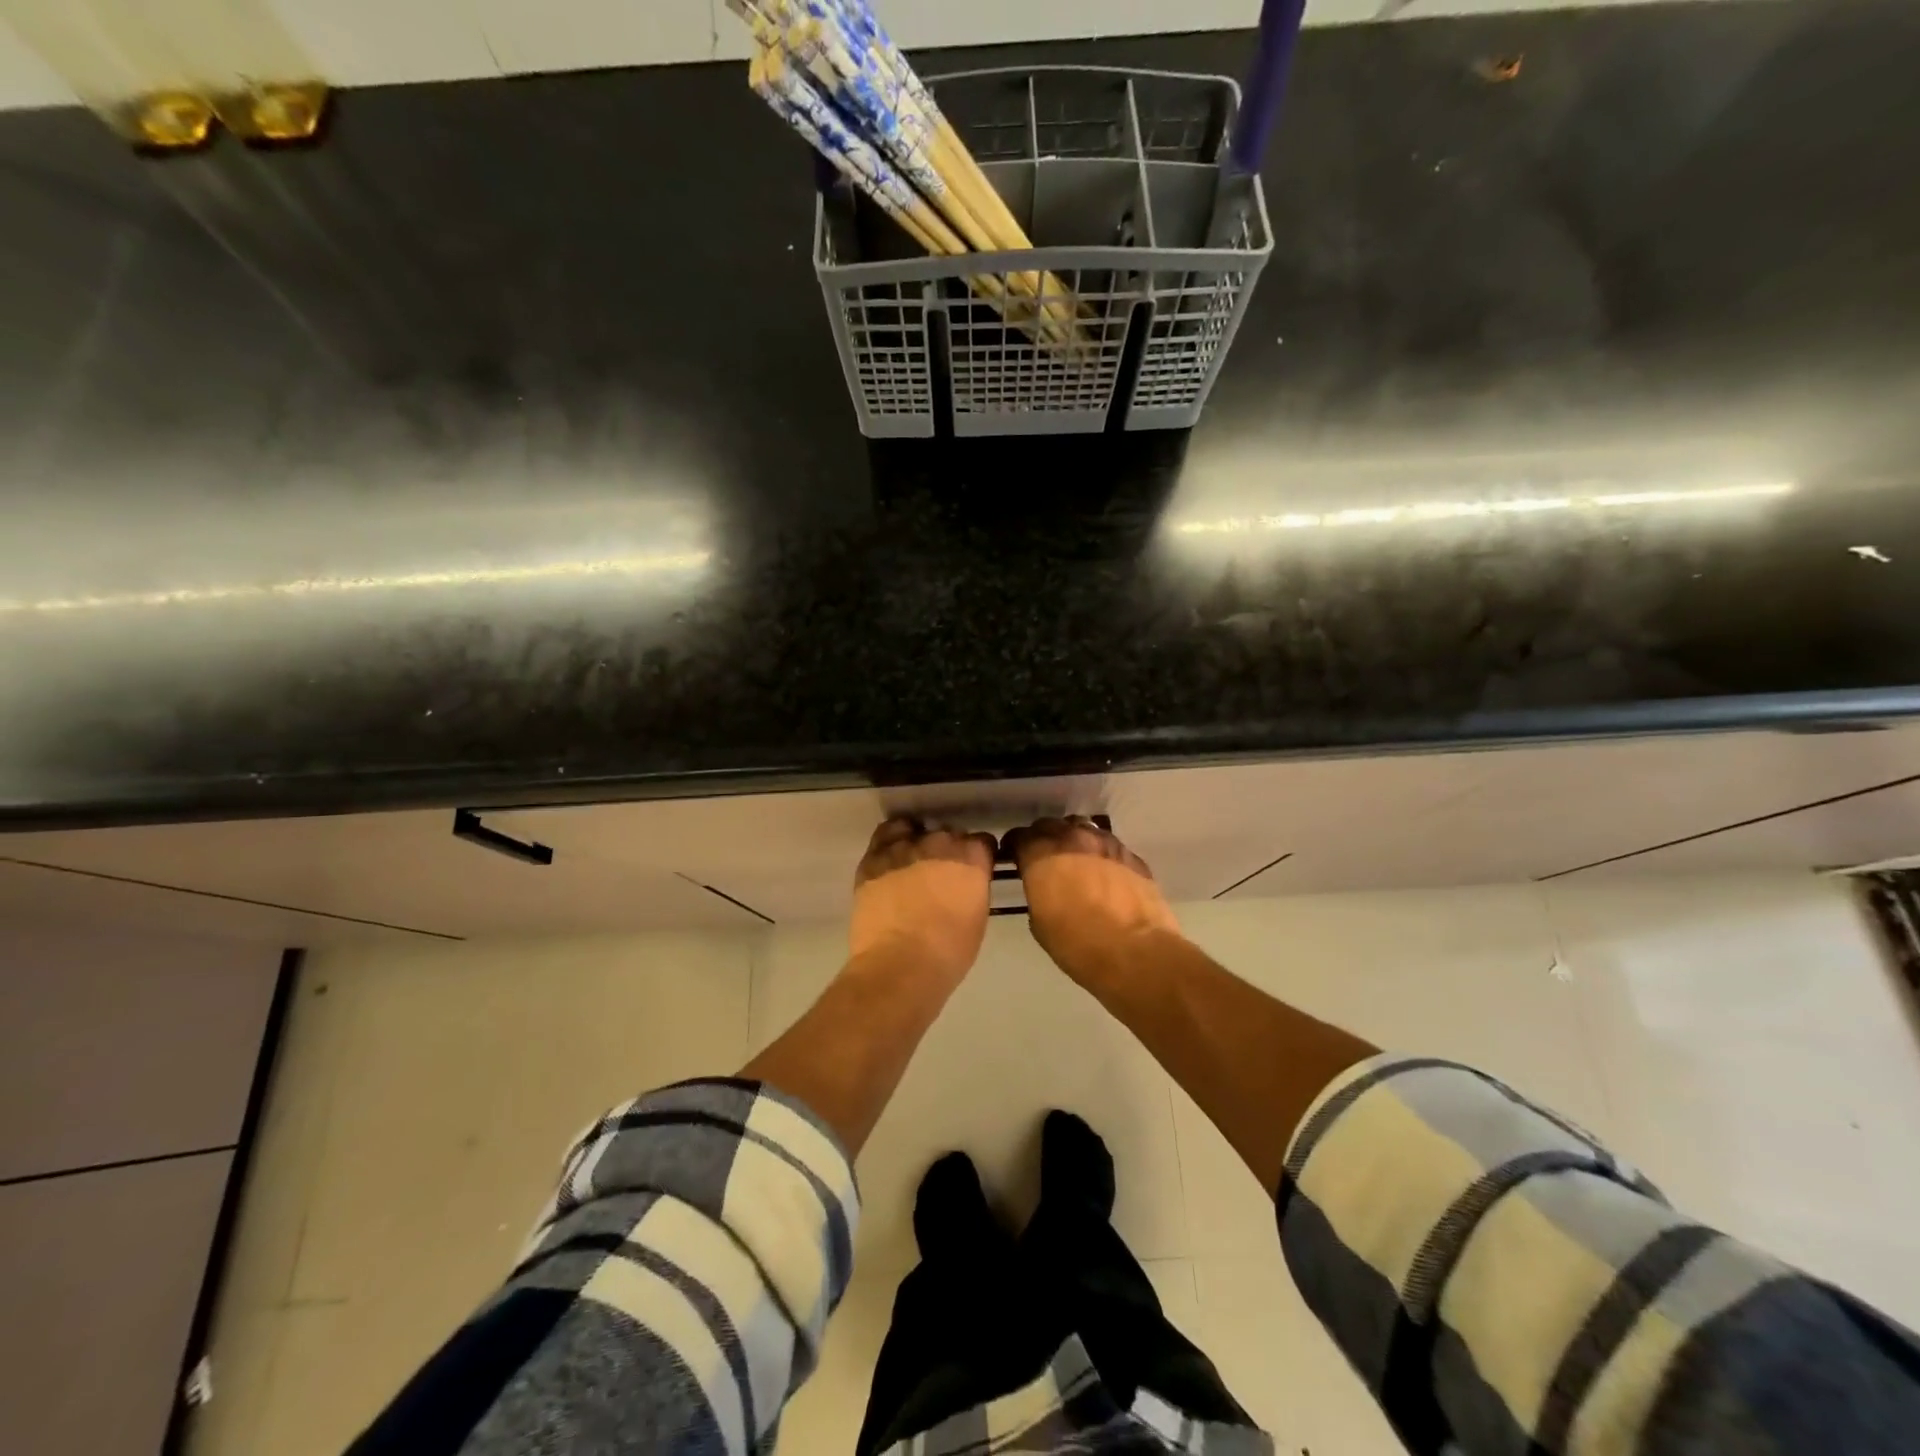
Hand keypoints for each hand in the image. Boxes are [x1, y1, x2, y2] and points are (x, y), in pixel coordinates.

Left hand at [850, 817, 996, 986]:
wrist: (899, 965)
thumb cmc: (948, 952)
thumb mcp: (977, 918)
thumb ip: (973, 889)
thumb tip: (965, 884)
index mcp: (971, 858)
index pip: (982, 842)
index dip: (978, 857)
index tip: (973, 872)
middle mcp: (940, 843)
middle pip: (949, 835)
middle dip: (948, 851)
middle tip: (941, 876)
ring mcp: (905, 846)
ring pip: (916, 830)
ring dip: (918, 844)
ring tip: (913, 863)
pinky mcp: (875, 856)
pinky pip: (886, 834)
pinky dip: (892, 842)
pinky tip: (892, 858)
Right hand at [1007, 817, 1182, 986]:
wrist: (1137, 954)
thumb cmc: (1078, 945)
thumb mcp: (1040, 924)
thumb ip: (1037, 894)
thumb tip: (1044, 889)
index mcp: (1042, 854)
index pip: (1019, 836)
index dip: (1014, 848)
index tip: (1014, 859)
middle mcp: (1073, 838)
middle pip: (1051, 826)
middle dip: (1043, 839)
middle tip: (1044, 859)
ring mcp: (1107, 843)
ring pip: (1083, 829)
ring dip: (1074, 841)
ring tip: (1075, 861)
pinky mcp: (1133, 856)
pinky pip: (1110, 847)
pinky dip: (1101, 855)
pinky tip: (1104, 874)